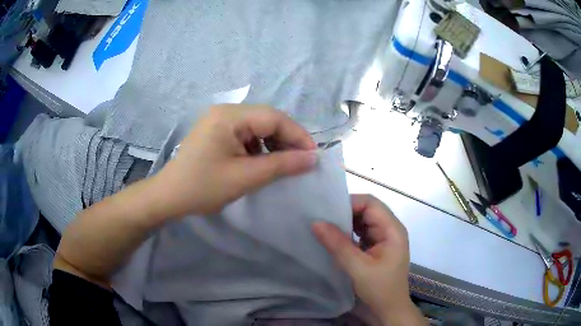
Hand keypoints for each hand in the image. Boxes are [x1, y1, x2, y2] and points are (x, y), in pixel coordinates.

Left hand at [154, 104, 317, 216]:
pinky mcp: (216, 132)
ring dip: (273, 143)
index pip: (273, 117)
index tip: (313, 156)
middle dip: (286, 139)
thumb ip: (282, 165)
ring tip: (282, 164)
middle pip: (266, 119)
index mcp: (229, 116)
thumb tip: (313, 158)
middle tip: (300, 161)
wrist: (169, 197)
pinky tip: (261, 162)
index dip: (297, 135)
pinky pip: (245, 134)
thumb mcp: (245, 177)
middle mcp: (224, 111)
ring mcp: (218, 120)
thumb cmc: (203, 187)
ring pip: (257, 126)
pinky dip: (258, 147)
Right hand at [313, 195, 424, 324]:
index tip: (327, 211)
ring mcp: (384, 238)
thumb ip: (338, 245)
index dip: (350, 203)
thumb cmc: (379, 289)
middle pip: (367, 210)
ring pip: (363, 221)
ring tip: (324, 226)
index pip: (371, 204)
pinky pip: (361, 233)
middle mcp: (390, 229)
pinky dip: (348, 233)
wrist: (389, 310)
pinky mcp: (377, 247)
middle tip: (322, 218)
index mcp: (392, 229)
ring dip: (345, 223)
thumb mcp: (357, 268)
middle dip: (345, 212)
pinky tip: (334, 238)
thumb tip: (316, 222)